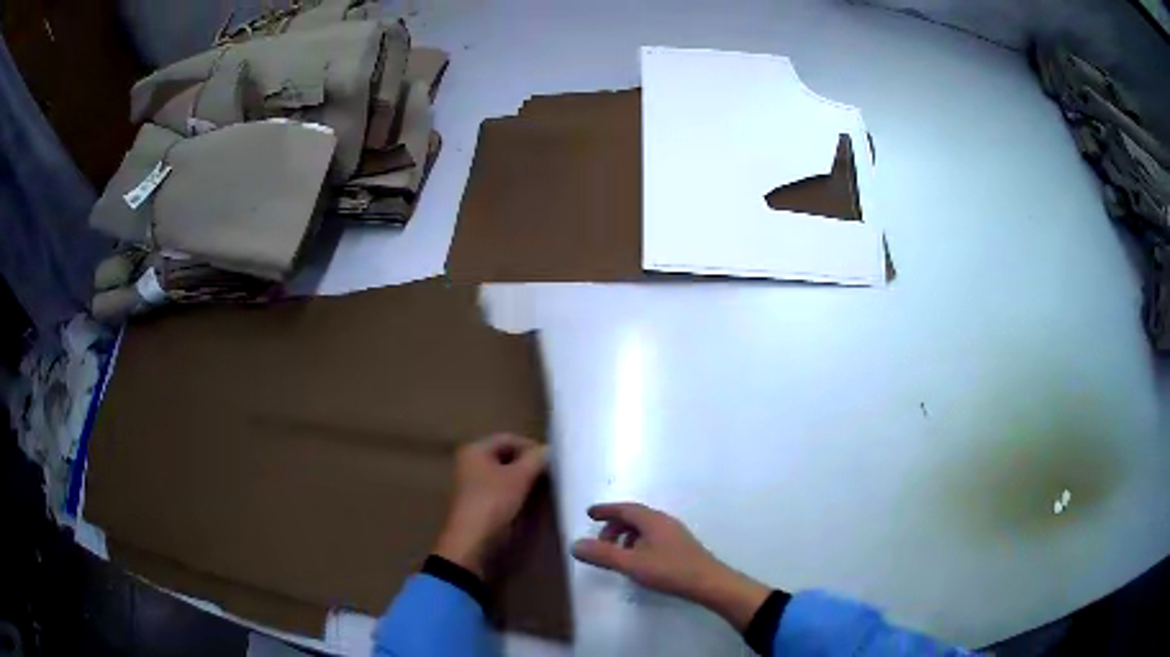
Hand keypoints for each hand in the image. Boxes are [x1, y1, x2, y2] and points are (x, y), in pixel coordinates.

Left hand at [434, 434, 548, 577]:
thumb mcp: (518, 478)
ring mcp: (475, 486)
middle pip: (508, 457)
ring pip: (507, 476)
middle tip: (553, 475)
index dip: (532, 447)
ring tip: (546, 489)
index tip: (553, 461)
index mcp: (475, 451)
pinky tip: (532, 503)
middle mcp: (472, 464)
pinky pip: (504, 492)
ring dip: (526, 481)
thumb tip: (550, 450)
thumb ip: (536, 460)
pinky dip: (519, 494)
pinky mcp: (482, 505)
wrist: (472, 545)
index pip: (509, 438)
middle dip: (530, 465)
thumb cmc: (492, 504)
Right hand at [572, 502, 769, 629]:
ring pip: (644, 529)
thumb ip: (603, 554)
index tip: (589, 513)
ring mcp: (674, 533)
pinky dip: (638, 544)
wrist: (709, 583)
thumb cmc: (669, 570)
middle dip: (613, 527)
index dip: (605, 510)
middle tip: (599, 543)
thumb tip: (575, 544)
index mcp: (652, 520)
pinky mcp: (680, 547)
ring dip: (626, 537)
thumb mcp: (630, 564)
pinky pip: (652, 537)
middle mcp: (664, 521)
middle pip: (634, 517)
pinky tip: (637, 562)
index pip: (624, 508)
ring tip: (617, 555)